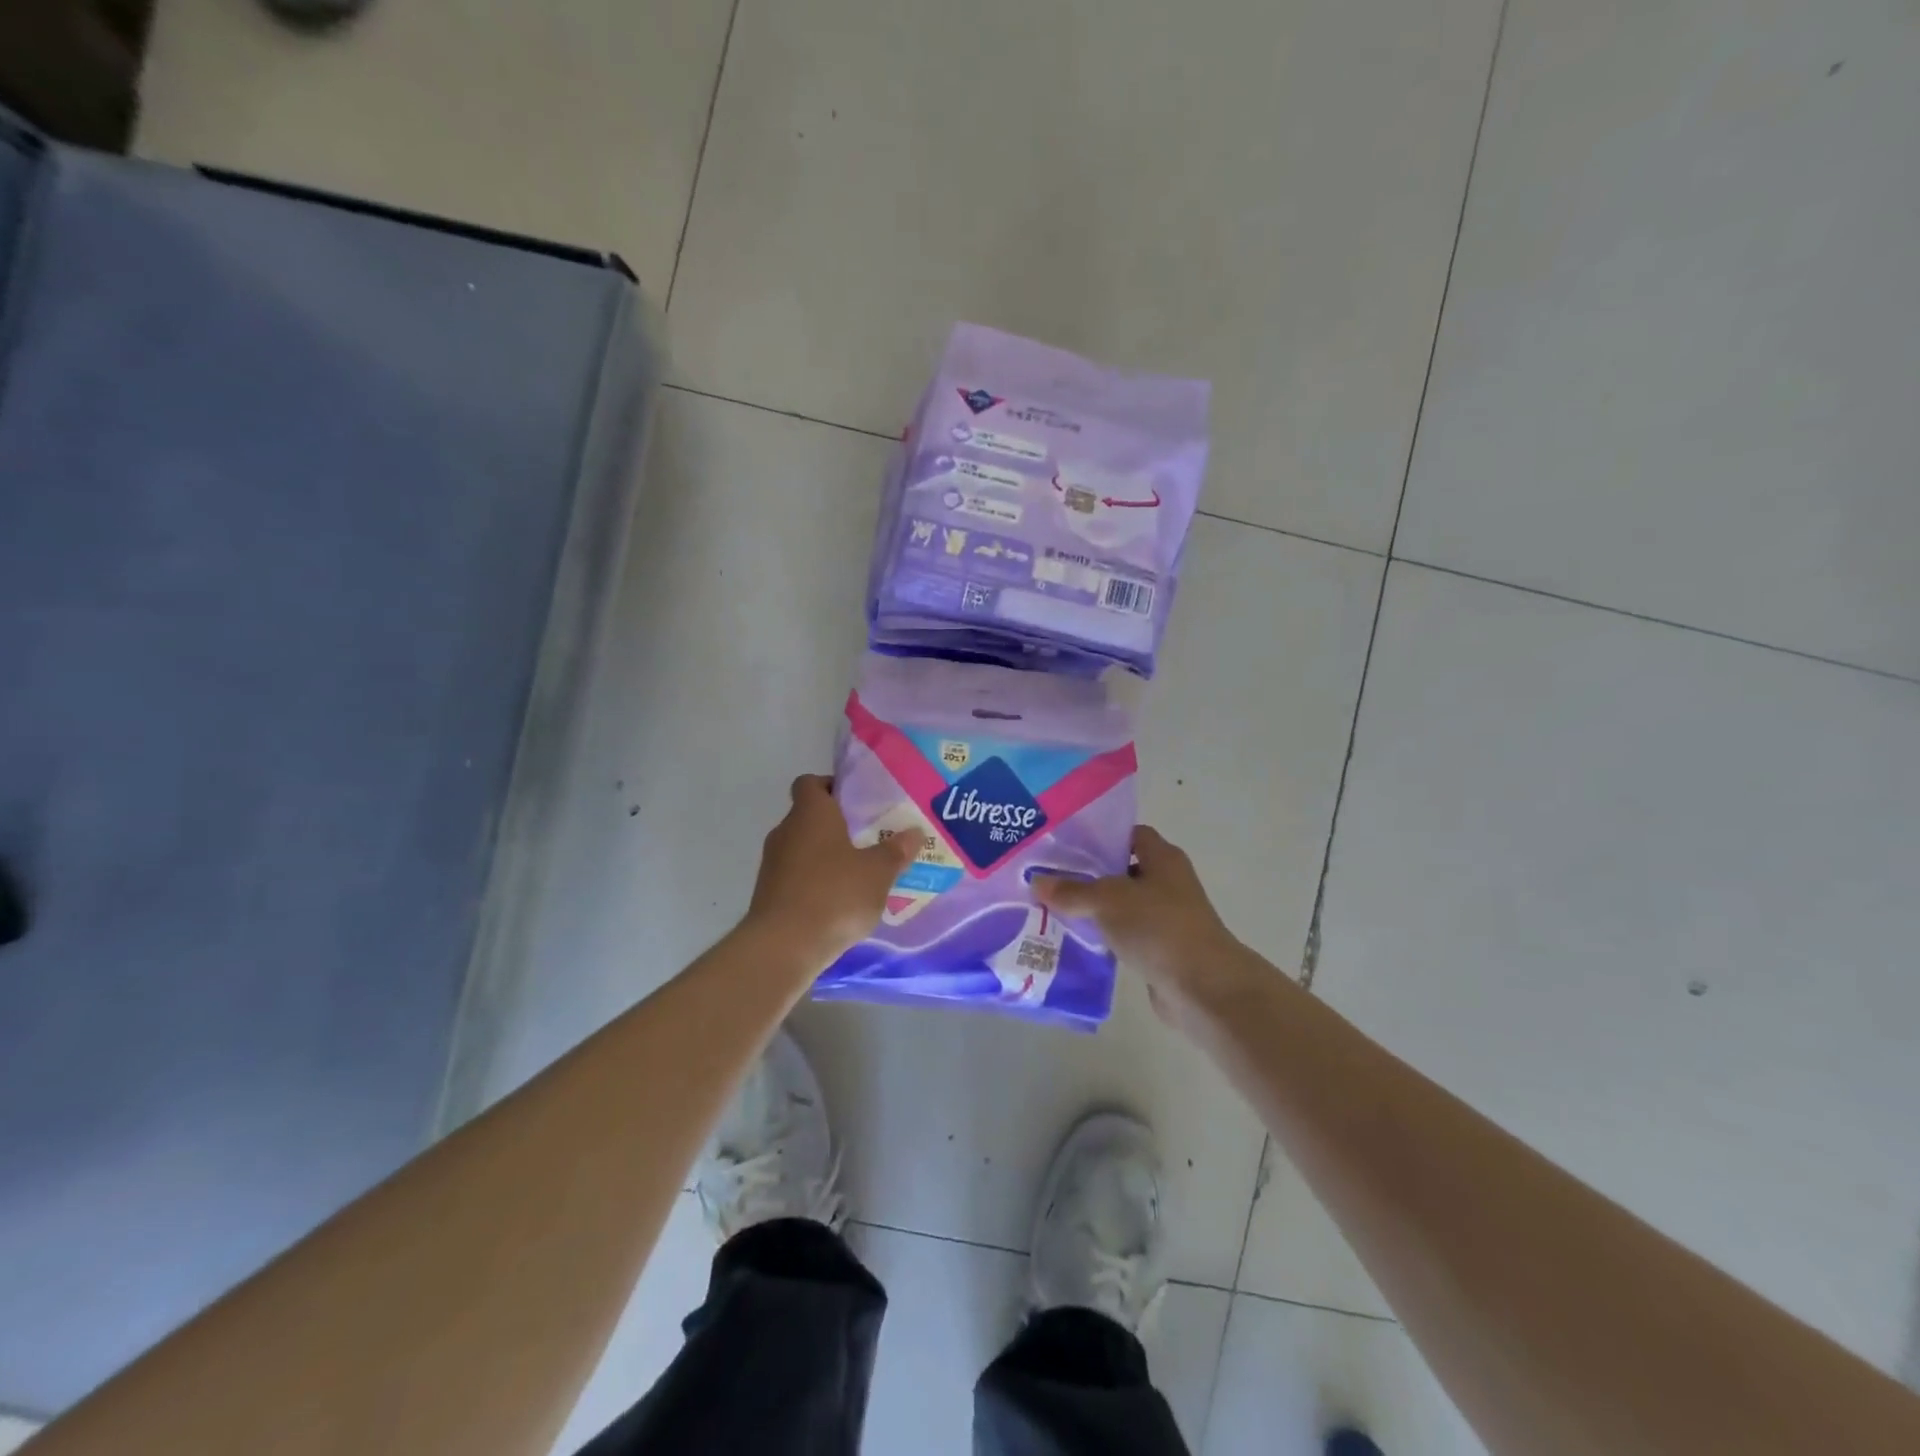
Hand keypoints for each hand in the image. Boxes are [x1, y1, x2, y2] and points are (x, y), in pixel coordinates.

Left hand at [745, 775, 925, 965]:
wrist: (783, 946)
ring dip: (825, 857)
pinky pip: (795, 877)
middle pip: (808, 817)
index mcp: (810, 813)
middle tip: (869, 838)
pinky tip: (838, 903)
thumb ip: (896, 851)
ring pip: (802, 849)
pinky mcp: (768, 894)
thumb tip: (914, 832)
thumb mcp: (878, 873)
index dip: (831, 786)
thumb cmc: (834, 895)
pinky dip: (814, 883)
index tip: (857, 802)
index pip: (810, 783)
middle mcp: (785, 831)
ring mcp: (772, 864)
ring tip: (858, 874)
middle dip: (836, 826)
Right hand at [1033, 826, 1254, 1030]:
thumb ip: (1071, 890)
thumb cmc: (1158, 927)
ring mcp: (1166, 917)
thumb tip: (1036, 881)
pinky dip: (1104, 936)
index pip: (1129, 835)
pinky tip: (1074, 940)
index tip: (1065, 845)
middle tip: (1050, 876)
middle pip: (1122, 870)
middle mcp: (1167, 882)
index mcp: (1163, 858)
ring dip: (1094, 908)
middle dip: (1089, 874)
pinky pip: (1125, 935)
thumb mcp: (1108, 900)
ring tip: (1053, 907)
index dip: (1100, 837)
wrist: (1202, 987)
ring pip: (1122, 905)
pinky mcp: (1160, 949)